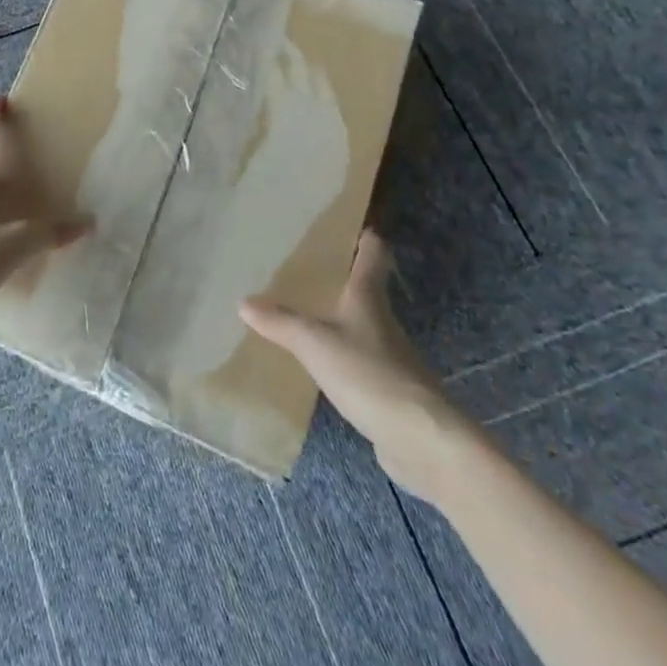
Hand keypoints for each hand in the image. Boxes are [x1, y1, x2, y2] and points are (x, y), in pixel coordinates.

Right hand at [241, 229, 477, 499]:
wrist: (423, 442)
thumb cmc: (369, 374)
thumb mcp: (315, 343)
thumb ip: (280, 322)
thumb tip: (243, 302)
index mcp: (368, 297)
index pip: (373, 253)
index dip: (363, 236)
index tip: (345, 223)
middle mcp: (381, 320)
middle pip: (363, 288)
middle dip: (337, 277)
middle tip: (300, 266)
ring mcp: (388, 357)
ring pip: (358, 325)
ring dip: (334, 317)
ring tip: (297, 310)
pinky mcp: (386, 390)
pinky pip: (356, 361)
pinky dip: (337, 355)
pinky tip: (314, 362)